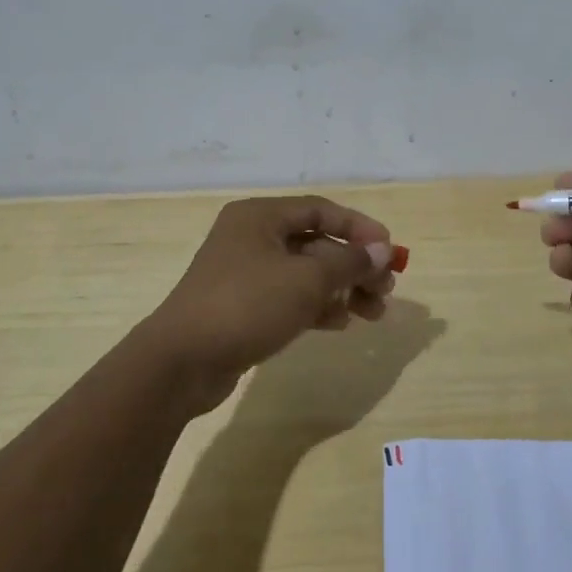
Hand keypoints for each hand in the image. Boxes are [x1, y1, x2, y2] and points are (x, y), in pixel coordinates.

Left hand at [142, 195, 397, 412]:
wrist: (182, 361)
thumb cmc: (247, 305)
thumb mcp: (306, 280)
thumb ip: (349, 262)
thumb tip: (383, 250)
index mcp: (260, 217)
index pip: (321, 210)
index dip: (359, 227)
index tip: (389, 249)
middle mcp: (252, 238)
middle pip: (316, 243)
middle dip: (354, 266)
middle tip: (386, 289)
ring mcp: (245, 274)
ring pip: (305, 274)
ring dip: (342, 289)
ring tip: (374, 312)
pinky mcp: (243, 307)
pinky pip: (289, 298)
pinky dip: (317, 306)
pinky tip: (340, 323)